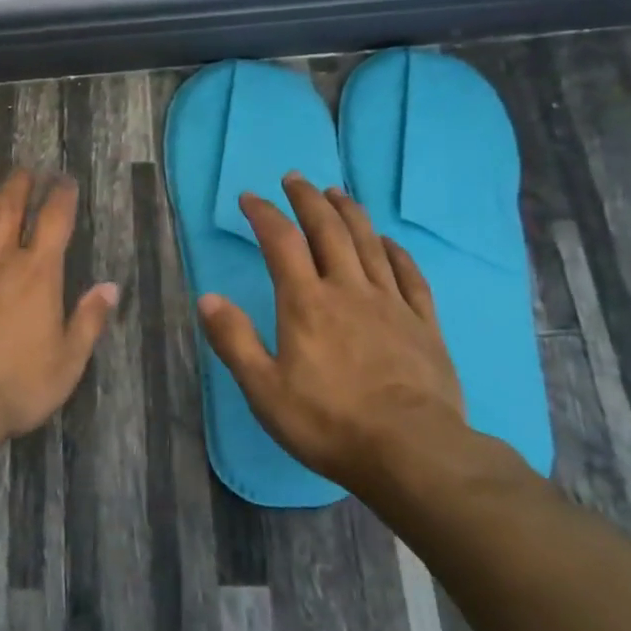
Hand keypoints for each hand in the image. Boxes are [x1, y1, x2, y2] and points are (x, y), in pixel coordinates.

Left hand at [0, 165, 119, 441]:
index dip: (61, 195)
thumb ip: (88, 322)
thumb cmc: (13, 385)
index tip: (64, 180)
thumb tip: (110, 288)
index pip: (53, 220)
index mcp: (36, 273)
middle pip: (7, 207)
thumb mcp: (66, 363)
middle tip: (23, 169)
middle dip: (18, 182)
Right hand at [197, 173, 492, 498]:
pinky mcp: (423, 323)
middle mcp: (348, 290)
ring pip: (369, 243)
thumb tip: (207, 298)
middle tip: (295, 179)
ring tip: (337, 192)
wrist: (413, 452)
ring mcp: (391, 303)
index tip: (250, 197)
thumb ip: (235, 341)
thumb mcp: (265, 390)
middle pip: (329, 230)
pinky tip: (389, 241)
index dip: (264, 214)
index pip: (282, 243)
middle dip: (308, 199)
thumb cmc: (329, 423)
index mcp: (306, 303)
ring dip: (350, 213)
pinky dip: (396, 250)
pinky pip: (409, 274)